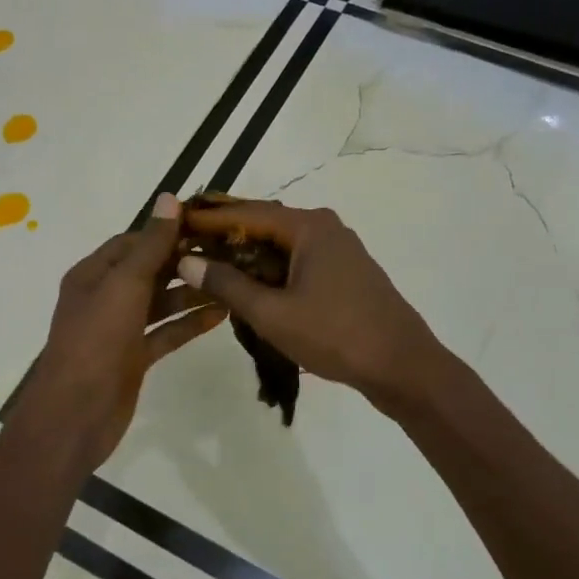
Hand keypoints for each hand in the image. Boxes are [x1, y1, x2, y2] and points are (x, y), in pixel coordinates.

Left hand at [11, 194, 225, 470]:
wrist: (75, 415)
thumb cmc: (96, 341)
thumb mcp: (124, 285)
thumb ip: (150, 245)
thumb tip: (169, 197)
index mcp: (93, 274)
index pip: (133, 242)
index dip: (166, 231)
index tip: (207, 225)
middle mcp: (105, 297)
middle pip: (149, 270)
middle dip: (184, 261)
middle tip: (229, 253)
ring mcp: (119, 329)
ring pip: (160, 302)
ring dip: (191, 292)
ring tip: (232, 281)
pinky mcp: (134, 357)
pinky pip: (166, 332)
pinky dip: (189, 323)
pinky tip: (221, 314)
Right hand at [177, 200, 443, 408]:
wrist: (403, 366)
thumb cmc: (336, 335)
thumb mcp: (272, 314)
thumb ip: (228, 285)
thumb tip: (187, 261)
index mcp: (309, 226)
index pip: (247, 212)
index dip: (209, 217)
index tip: (176, 220)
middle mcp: (324, 227)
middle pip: (264, 221)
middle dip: (225, 231)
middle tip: (186, 238)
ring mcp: (337, 249)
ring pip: (280, 242)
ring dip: (246, 251)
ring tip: (208, 260)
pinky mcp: (343, 272)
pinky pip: (296, 259)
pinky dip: (269, 266)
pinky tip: (248, 282)